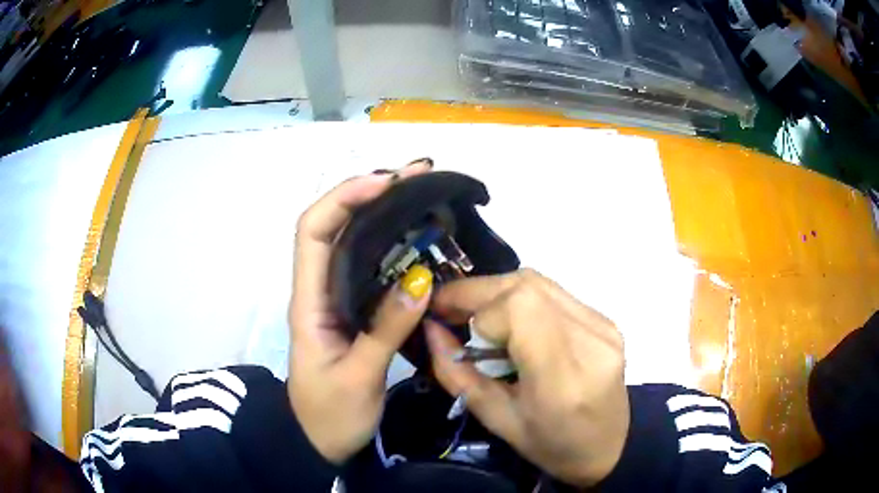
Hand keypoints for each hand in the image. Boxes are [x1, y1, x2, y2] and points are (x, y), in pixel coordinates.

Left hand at [288, 161, 432, 463]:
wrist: (318, 443)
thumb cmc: (330, 416)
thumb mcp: (360, 378)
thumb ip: (387, 330)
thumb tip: (422, 280)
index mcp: (309, 302)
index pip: (313, 231)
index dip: (344, 198)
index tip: (386, 183)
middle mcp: (319, 290)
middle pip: (332, 224)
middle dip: (368, 192)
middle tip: (416, 176)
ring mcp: (336, 299)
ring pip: (351, 241)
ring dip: (381, 212)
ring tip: (421, 193)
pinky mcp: (353, 311)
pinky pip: (369, 266)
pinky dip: (391, 243)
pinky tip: (417, 237)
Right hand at [426, 269, 628, 486]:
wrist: (608, 447)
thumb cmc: (550, 446)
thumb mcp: (497, 420)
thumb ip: (458, 374)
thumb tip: (430, 329)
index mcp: (563, 379)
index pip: (519, 309)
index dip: (477, 310)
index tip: (449, 324)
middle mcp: (590, 342)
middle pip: (527, 285)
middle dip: (479, 292)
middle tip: (451, 311)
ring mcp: (604, 326)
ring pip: (540, 282)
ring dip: (499, 292)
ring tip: (477, 316)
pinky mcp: (607, 321)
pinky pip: (555, 293)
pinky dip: (524, 299)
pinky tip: (514, 323)